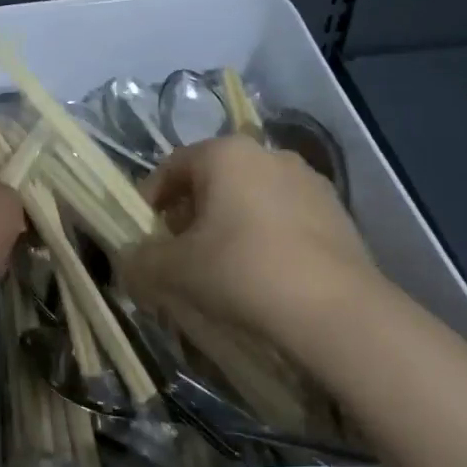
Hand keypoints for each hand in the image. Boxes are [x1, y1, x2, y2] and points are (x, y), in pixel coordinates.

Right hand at [120, 135, 387, 346]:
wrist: (337, 313)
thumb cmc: (242, 272)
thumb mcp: (174, 269)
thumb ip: (140, 260)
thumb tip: (128, 261)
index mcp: (225, 152)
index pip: (171, 168)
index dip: (149, 202)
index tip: (143, 237)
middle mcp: (268, 154)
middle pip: (211, 181)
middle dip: (189, 215)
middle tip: (178, 254)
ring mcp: (309, 182)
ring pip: (249, 199)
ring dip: (227, 226)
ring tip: (220, 268)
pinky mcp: (338, 214)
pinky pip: (283, 219)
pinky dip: (264, 238)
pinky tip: (262, 275)